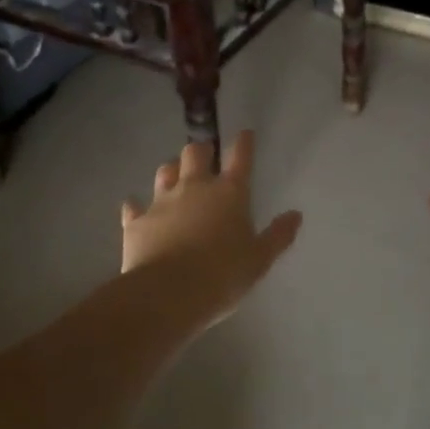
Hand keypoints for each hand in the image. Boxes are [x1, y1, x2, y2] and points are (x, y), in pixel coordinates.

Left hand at [122, 131, 302, 327]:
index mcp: (229, 194)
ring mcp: (162, 202)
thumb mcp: (259, 260)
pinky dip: (137, 206)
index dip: (244, 143)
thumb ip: (278, 236)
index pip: (240, 158)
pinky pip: (134, 206)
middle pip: (195, 153)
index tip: (245, 133)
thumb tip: (295, 215)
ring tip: (175, 177)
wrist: (168, 294)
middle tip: (205, 156)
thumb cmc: (223, 276)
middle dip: (201, 151)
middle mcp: (195, 188)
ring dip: (171, 171)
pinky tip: (136, 209)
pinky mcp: (137, 221)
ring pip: (165, 171)